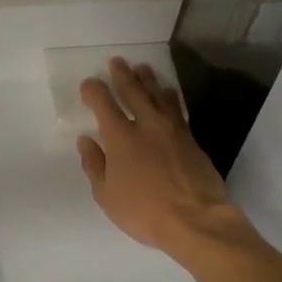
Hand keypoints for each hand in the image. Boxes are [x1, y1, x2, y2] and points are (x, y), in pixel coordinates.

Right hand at [77, 58, 246, 257]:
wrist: (196, 219)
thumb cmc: (144, 211)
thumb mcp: (107, 195)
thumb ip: (94, 165)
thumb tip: (86, 141)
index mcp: (121, 137)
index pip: (103, 104)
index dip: (94, 90)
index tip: (89, 84)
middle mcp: (147, 125)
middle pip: (133, 91)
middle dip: (122, 74)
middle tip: (117, 61)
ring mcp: (172, 129)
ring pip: (158, 95)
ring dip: (148, 79)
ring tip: (142, 68)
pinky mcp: (191, 139)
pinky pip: (177, 108)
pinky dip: (169, 96)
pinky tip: (167, 91)